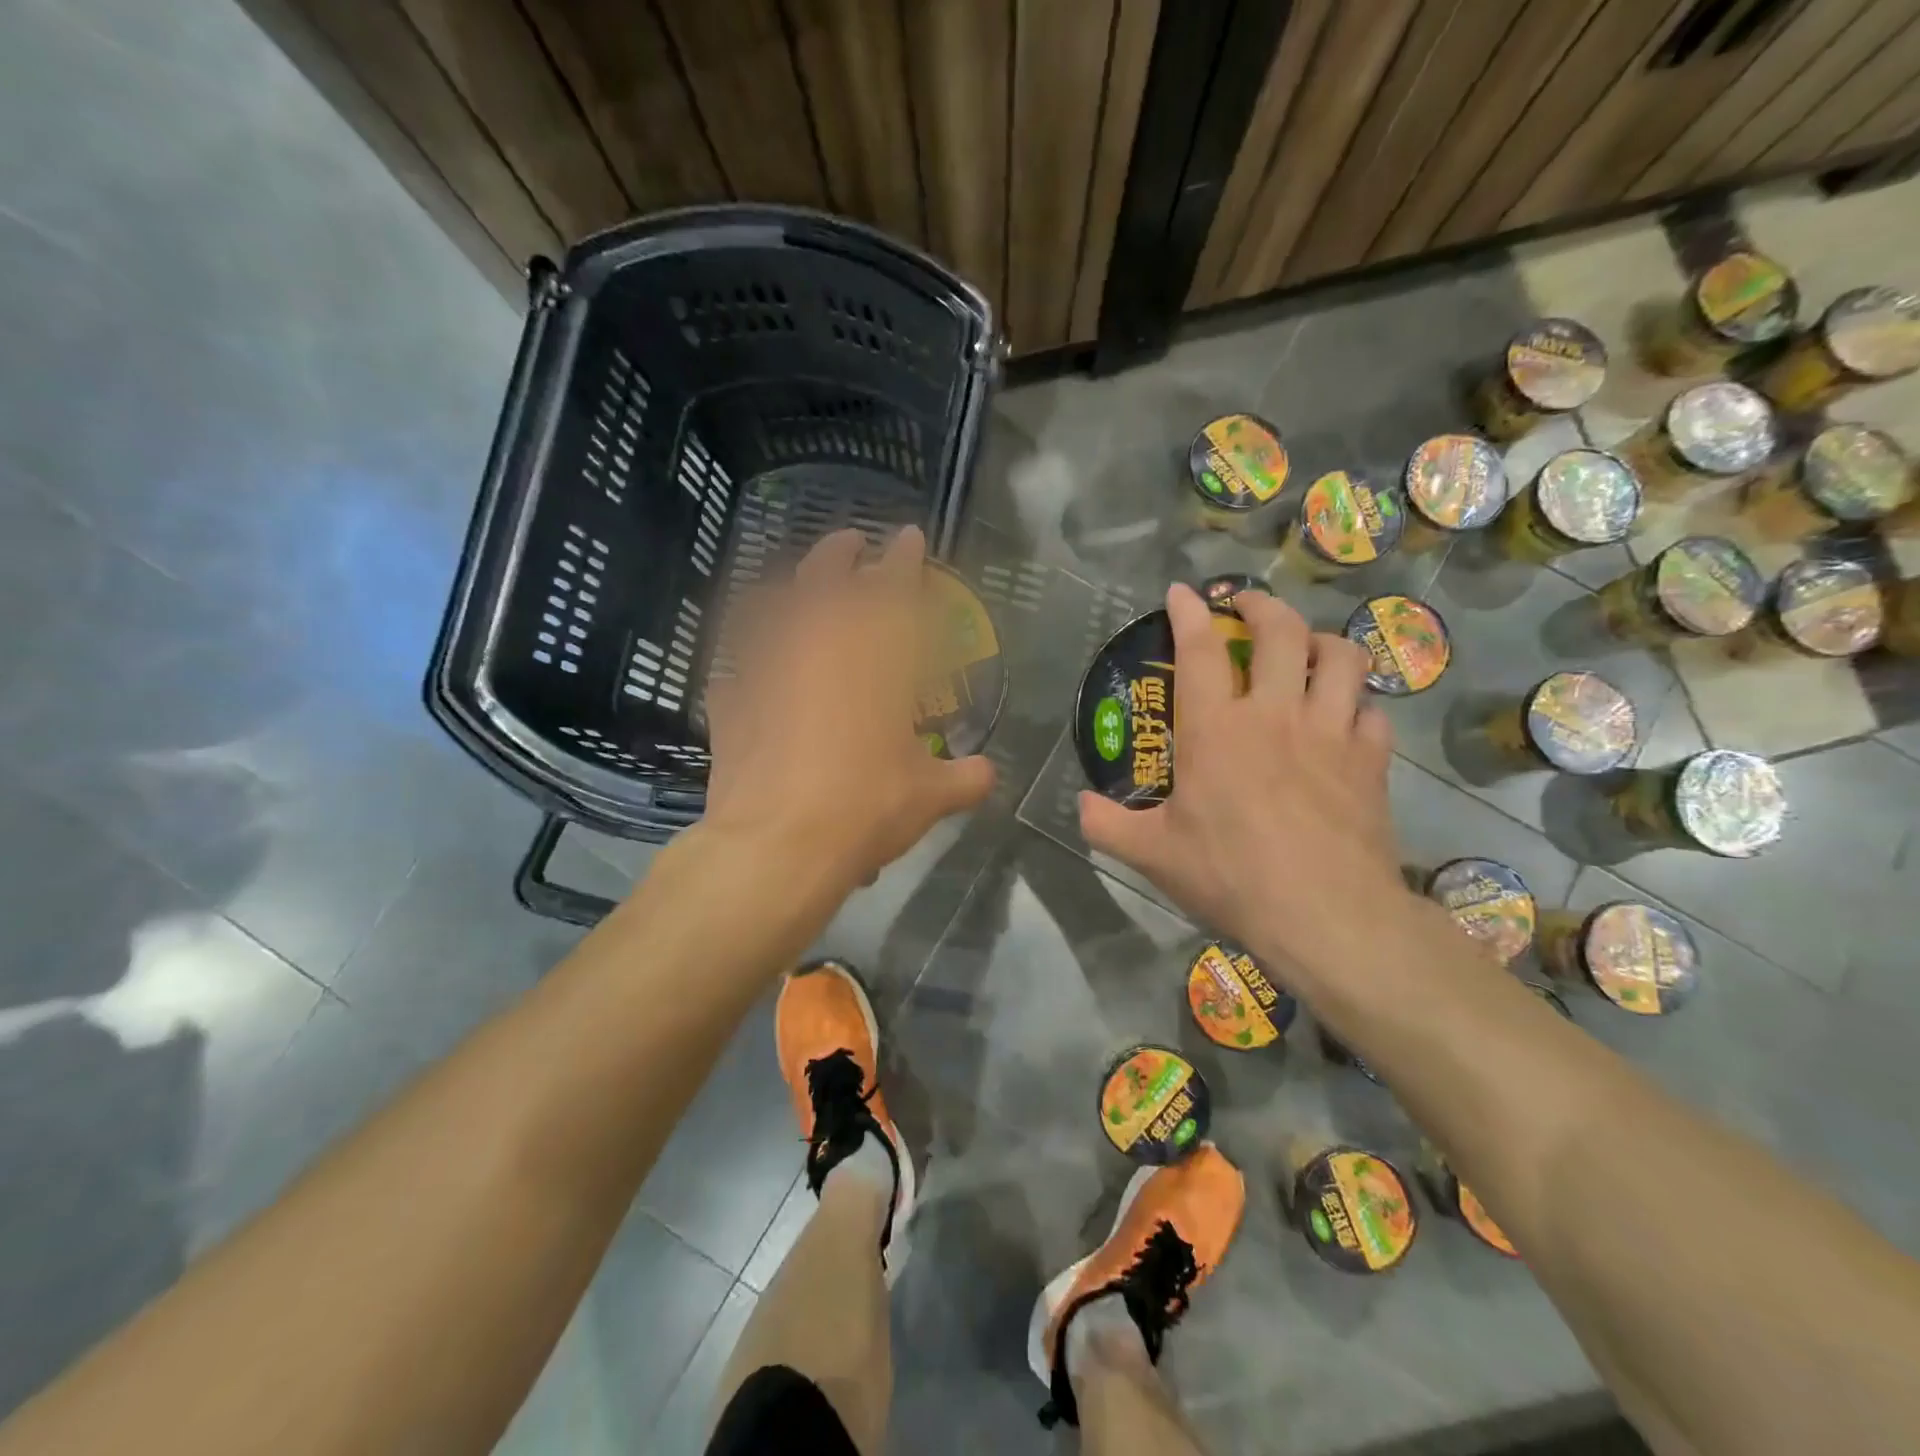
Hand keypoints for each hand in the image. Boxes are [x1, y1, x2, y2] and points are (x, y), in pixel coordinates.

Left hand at [700, 526, 996, 892]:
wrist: (777, 845)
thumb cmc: (865, 807)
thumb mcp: (929, 797)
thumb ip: (965, 778)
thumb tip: (989, 775)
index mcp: (874, 656)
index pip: (893, 587)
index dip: (904, 558)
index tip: (907, 535)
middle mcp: (816, 645)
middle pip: (825, 577)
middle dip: (841, 552)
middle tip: (851, 542)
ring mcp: (764, 668)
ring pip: (771, 606)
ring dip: (790, 589)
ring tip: (798, 589)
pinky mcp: (728, 700)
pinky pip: (734, 666)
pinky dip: (746, 661)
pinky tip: (750, 671)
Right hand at [1077, 584, 1403, 970]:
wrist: (1326, 914)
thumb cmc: (1230, 875)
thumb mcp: (1152, 855)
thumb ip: (1107, 825)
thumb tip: (1080, 804)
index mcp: (1215, 729)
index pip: (1200, 650)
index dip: (1190, 612)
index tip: (1183, 591)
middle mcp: (1275, 714)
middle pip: (1281, 632)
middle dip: (1262, 606)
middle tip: (1248, 606)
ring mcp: (1330, 733)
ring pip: (1341, 658)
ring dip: (1322, 642)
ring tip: (1308, 649)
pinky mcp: (1371, 761)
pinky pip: (1372, 712)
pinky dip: (1358, 704)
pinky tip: (1346, 717)